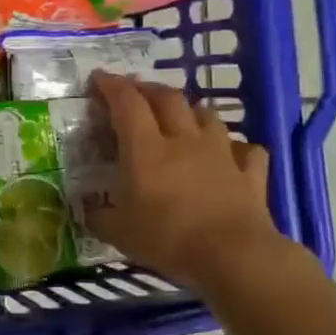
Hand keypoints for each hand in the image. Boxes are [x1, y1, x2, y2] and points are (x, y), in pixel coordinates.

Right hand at [85, 71, 284, 292]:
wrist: (233, 256)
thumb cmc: (168, 238)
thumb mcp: (118, 232)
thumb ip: (99, 216)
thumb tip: (85, 210)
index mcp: (147, 150)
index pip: (127, 104)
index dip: (112, 86)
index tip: (99, 78)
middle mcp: (184, 141)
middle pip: (168, 99)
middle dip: (148, 89)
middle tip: (134, 92)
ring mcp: (221, 154)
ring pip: (207, 116)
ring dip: (190, 111)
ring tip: (180, 117)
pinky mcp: (250, 175)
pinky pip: (246, 150)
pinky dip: (236, 147)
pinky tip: (230, 153)